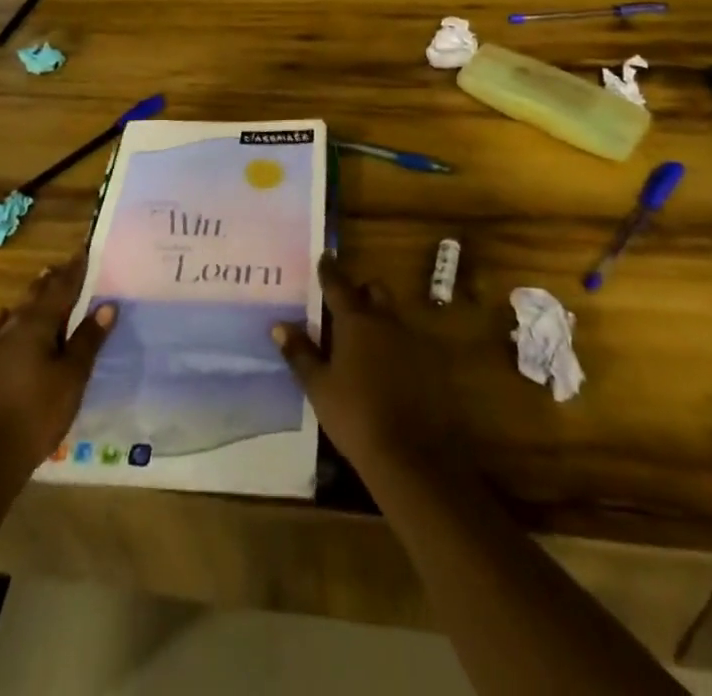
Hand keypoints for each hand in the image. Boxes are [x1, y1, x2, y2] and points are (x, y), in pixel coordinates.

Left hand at [0, 256, 115, 475]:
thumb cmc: (37, 413)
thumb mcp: (72, 377)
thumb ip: (87, 340)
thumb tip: (106, 305)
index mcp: (38, 325)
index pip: (61, 289)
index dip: (74, 271)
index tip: (83, 252)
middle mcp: (14, 328)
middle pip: (36, 296)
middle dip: (52, 280)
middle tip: (63, 265)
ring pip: (16, 312)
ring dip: (31, 297)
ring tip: (41, 281)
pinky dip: (2, 321)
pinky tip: (1, 318)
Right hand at [273, 254, 445, 475]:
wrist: (413, 455)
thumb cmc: (356, 416)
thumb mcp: (319, 387)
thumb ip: (300, 353)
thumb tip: (279, 325)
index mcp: (356, 320)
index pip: (338, 284)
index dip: (329, 270)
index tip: (325, 256)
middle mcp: (386, 321)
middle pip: (374, 291)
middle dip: (360, 292)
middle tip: (344, 306)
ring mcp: (413, 341)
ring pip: (393, 315)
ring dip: (378, 318)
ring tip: (362, 341)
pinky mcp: (432, 364)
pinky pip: (408, 341)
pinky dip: (395, 345)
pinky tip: (386, 369)